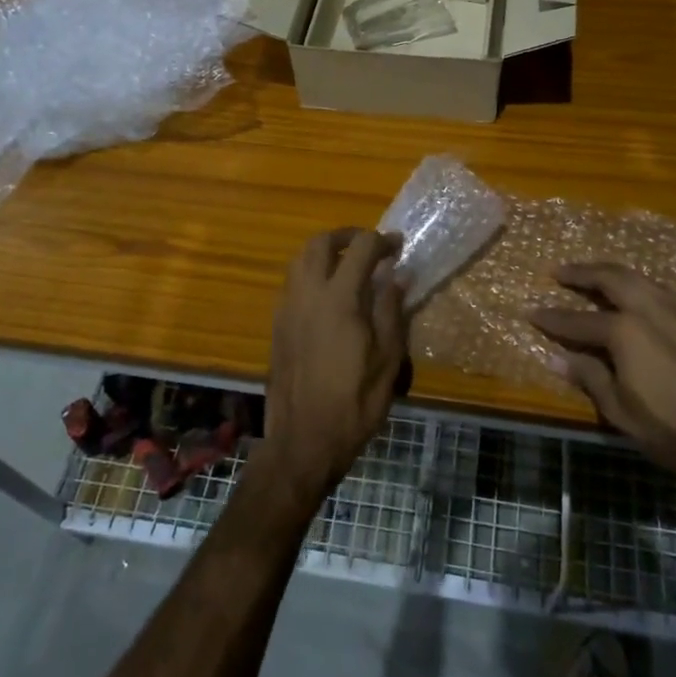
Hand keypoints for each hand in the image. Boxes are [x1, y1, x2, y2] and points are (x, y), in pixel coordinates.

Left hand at [259, 228, 406, 510]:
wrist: (303, 440)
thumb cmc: (355, 402)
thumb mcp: (388, 359)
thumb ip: (392, 311)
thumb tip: (397, 275)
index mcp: (340, 299)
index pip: (361, 248)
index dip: (382, 241)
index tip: (398, 247)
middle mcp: (308, 293)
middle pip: (320, 242)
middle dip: (347, 236)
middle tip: (369, 246)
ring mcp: (287, 307)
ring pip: (300, 259)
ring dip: (324, 251)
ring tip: (347, 265)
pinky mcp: (277, 324)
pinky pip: (292, 282)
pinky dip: (310, 272)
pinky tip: (328, 295)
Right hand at [531, 263, 675, 509]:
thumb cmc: (673, 431)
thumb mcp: (621, 411)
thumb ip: (589, 377)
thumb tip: (555, 359)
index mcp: (625, 331)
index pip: (578, 319)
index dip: (552, 318)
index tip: (531, 312)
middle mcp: (651, 308)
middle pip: (610, 279)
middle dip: (582, 273)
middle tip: (559, 272)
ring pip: (639, 279)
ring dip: (612, 275)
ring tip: (595, 277)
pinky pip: (663, 291)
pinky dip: (641, 287)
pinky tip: (638, 297)